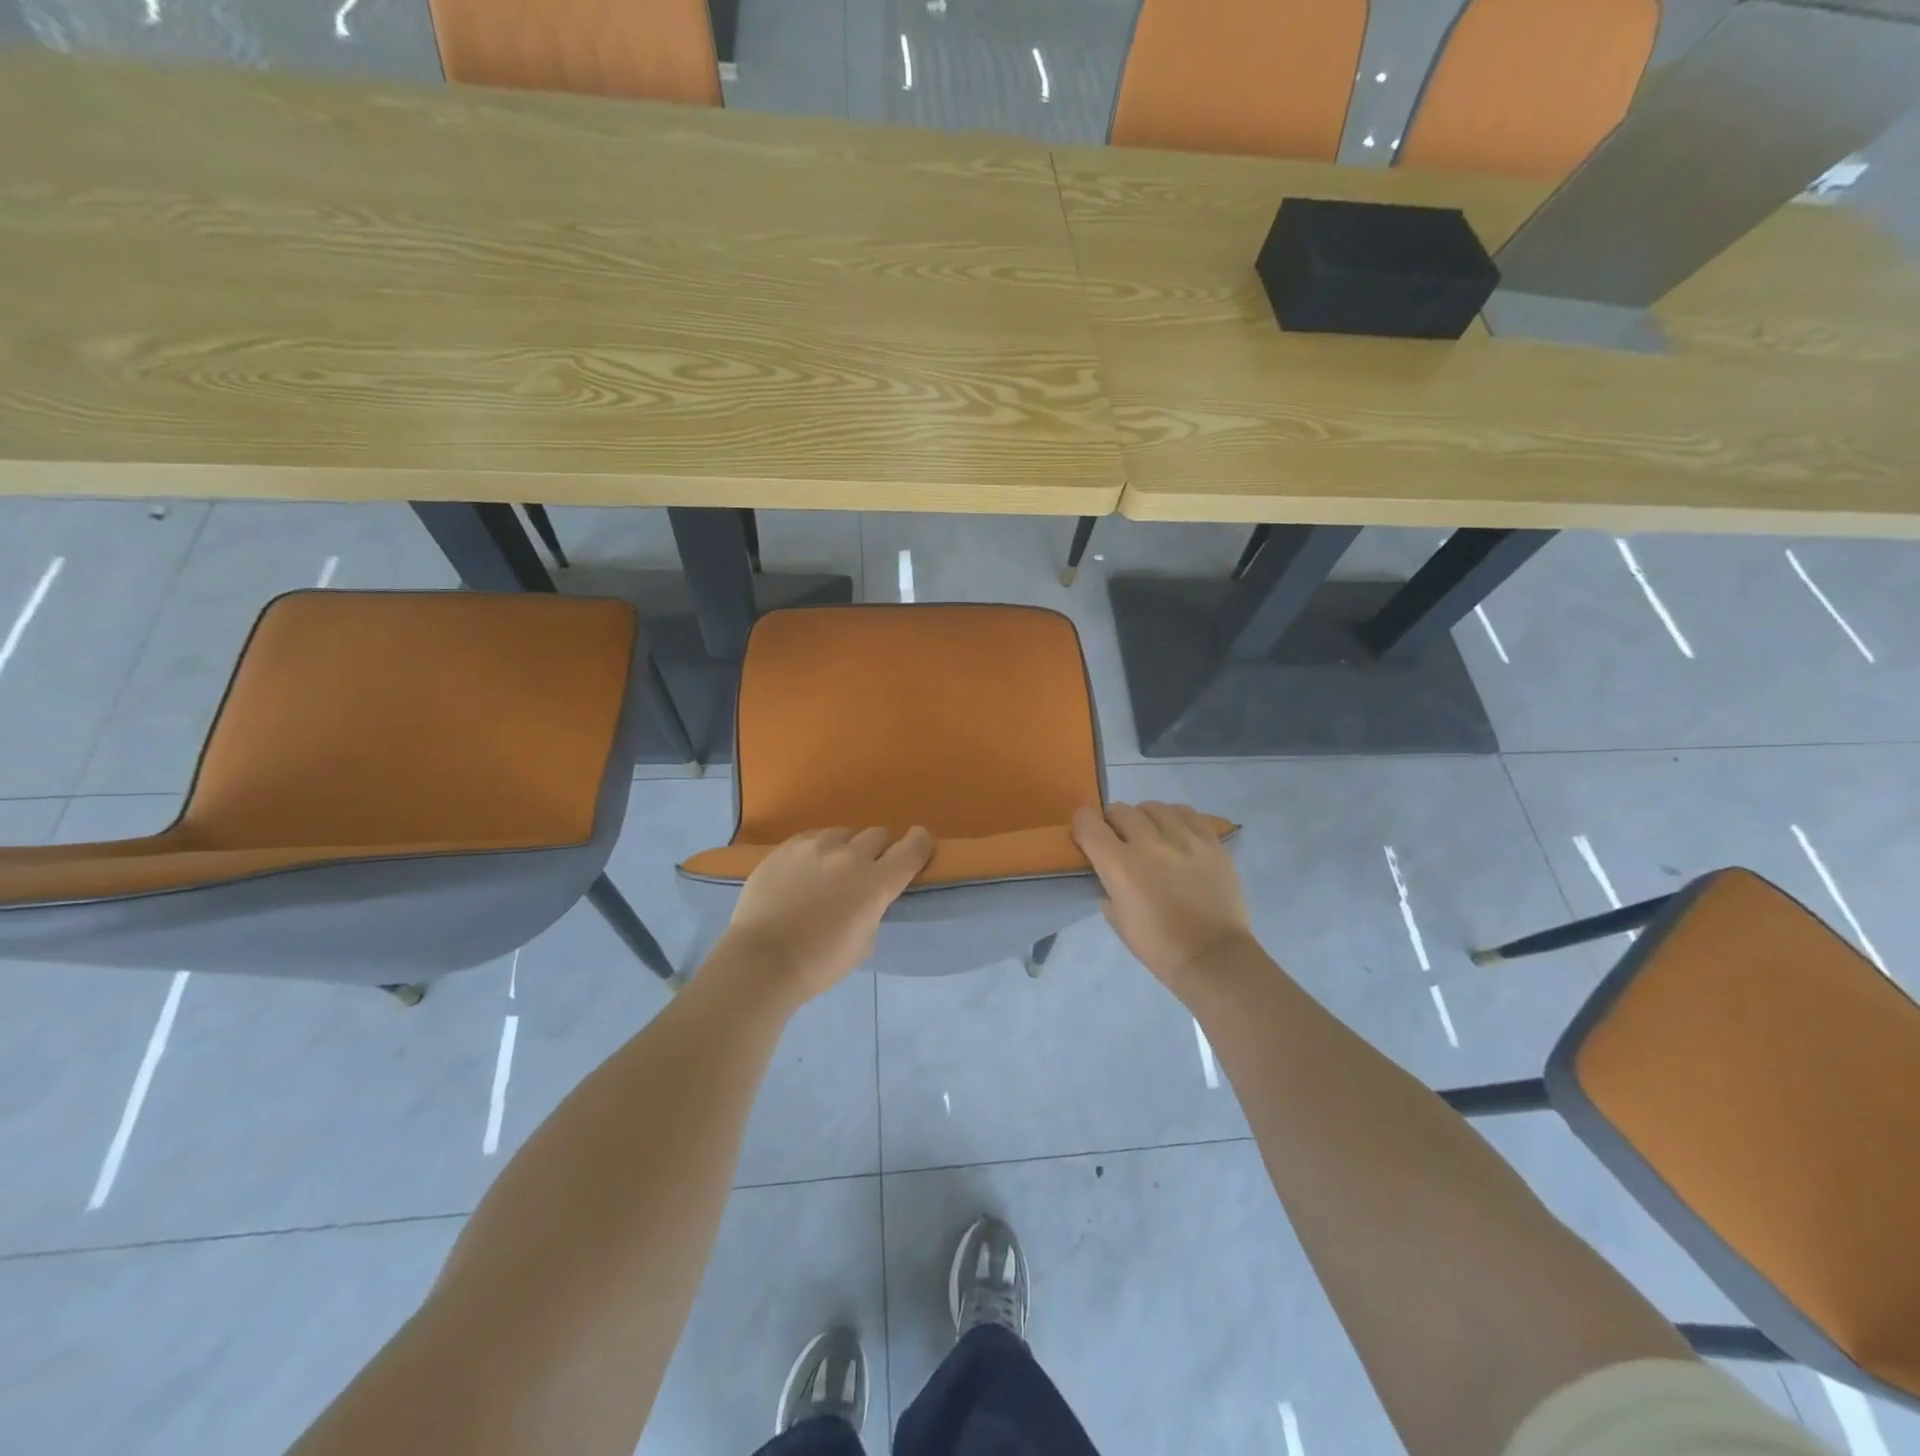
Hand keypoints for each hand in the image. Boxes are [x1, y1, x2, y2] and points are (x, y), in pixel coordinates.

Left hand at [716, 827, 933, 1002]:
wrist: (762, 960)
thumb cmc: (819, 963)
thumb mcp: (864, 943)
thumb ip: (873, 910)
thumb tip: (868, 897)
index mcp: (876, 883)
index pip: (912, 849)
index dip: (920, 844)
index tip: (919, 845)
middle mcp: (850, 855)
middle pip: (878, 835)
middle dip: (880, 850)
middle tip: (869, 870)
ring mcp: (815, 846)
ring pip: (844, 833)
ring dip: (847, 848)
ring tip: (832, 870)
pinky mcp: (787, 847)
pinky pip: (813, 837)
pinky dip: (818, 849)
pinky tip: (807, 869)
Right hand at [1072, 802, 1251, 991]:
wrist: (1213, 957)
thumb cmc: (1159, 946)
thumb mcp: (1117, 920)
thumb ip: (1108, 888)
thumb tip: (1110, 873)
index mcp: (1119, 865)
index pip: (1089, 823)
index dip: (1083, 824)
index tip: (1087, 834)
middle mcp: (1149, 843)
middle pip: (1120, 809)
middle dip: (1113, 821)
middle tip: (1120, 838)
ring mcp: (1184, 839)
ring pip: (1154, 807)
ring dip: (1145, 818)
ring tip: (1152, 834)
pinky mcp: (1211, 841)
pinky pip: (1187, 813)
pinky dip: (1176, 818)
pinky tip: (1178, 833)